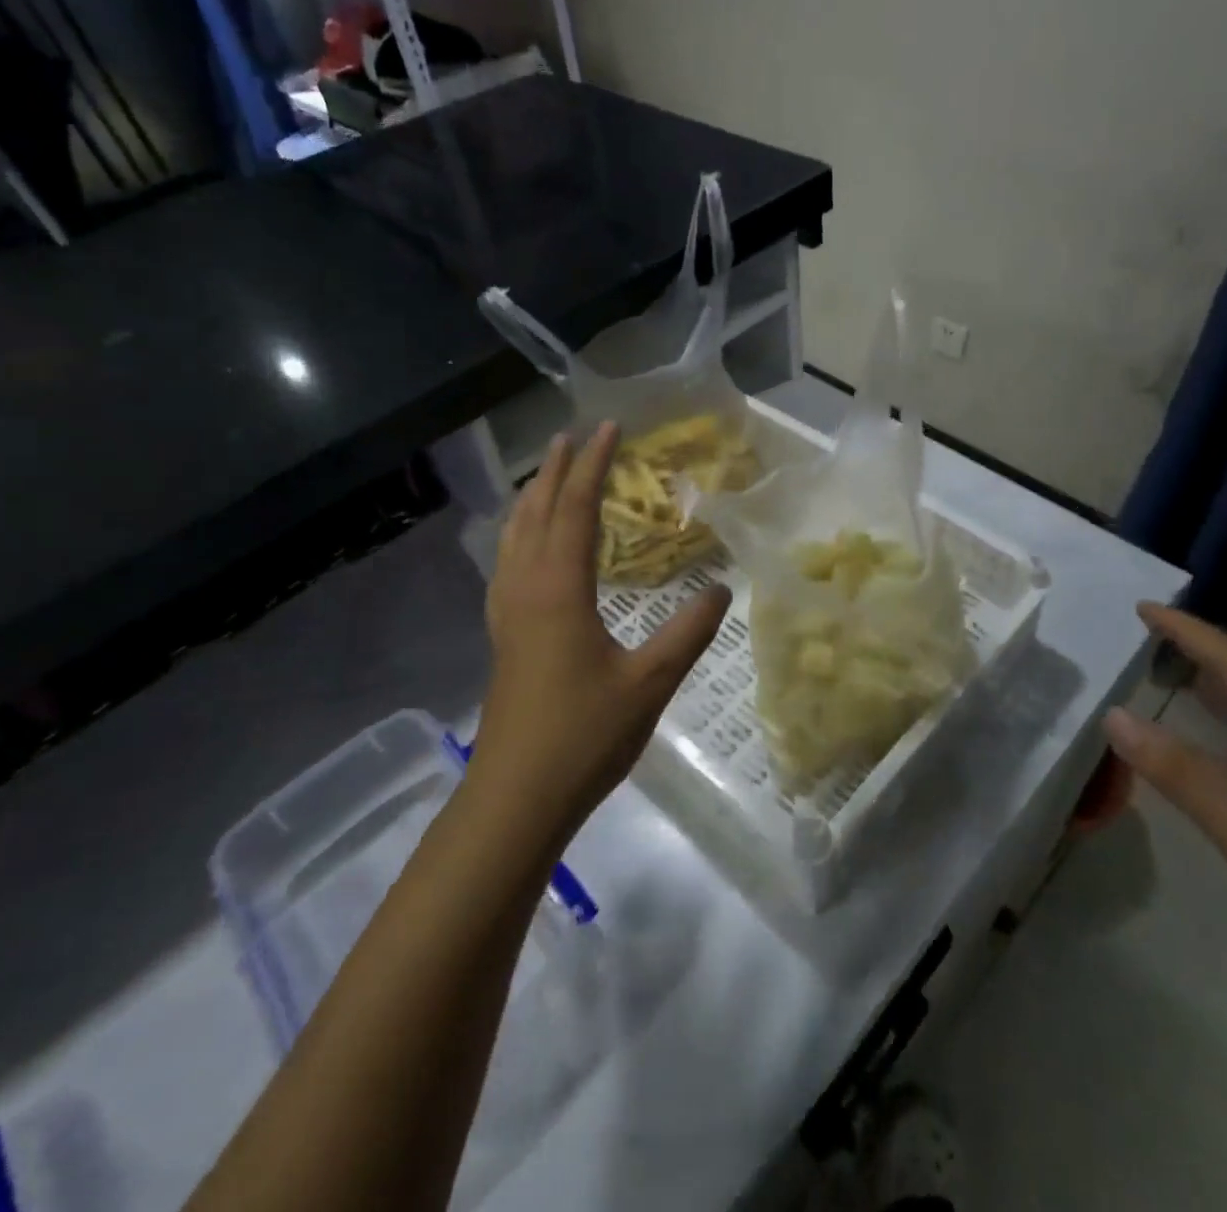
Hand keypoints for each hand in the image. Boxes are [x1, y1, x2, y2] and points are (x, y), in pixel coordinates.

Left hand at [474, 423, 731, 835]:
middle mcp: (526, 590)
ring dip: (532, 499)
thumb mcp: (649, 683)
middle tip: (572, 435)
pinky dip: (519, 536)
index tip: (609, 429)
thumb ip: (688, 632)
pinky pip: (507, 565)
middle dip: (556, 471)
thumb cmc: (584, 735)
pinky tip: (525, 547)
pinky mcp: (504, 637)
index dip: (593, 467)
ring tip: (547, 475)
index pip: (576, 510)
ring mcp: (508, 614)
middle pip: (537, 514)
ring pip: (514, 538)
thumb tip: (722, 587)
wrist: (517, 796)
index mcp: (559, 591)